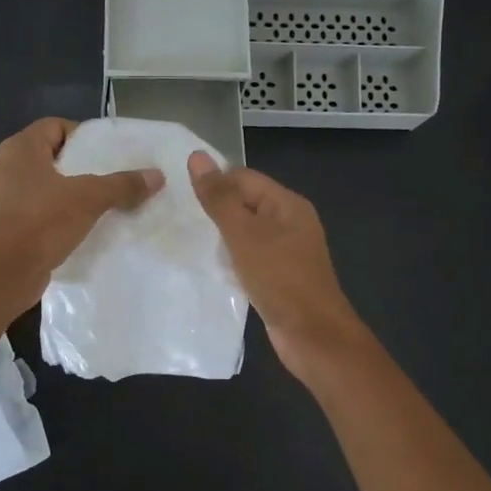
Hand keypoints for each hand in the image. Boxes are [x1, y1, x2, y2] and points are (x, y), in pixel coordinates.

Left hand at [0, 118, 163, 310]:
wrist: (5, 272)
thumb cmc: (42, 221)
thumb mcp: (88, 198)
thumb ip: (122, 185)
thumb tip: (157, 176)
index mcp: (21, 149)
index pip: (55, 126)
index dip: (83, 135)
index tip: (109, 152)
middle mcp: (9, 168)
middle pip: (54, 158)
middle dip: (84, 167)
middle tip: (115, 177)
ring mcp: (8, 200)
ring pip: (49, 188)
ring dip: (75, 195)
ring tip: (108, 203)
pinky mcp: (12, 227)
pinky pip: (44, 213)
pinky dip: (64, 217)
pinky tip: (89, 228)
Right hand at [188, 151, 365, 377]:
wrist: (312, 335)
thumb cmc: (279, 279)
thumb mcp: (243, 235)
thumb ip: (219, 198)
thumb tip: (197, 156)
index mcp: (287, 204)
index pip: (243, 178)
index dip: (213, 184)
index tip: (179, 198)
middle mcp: (290, 222)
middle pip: (245, 204)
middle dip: (215, 211)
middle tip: (178, 220)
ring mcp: (287, 251)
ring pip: (246, 233)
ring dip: (222, 238)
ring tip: (189, 242)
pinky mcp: (280, 277)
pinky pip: (250, 258)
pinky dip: (232, 260)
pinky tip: (212, 268)